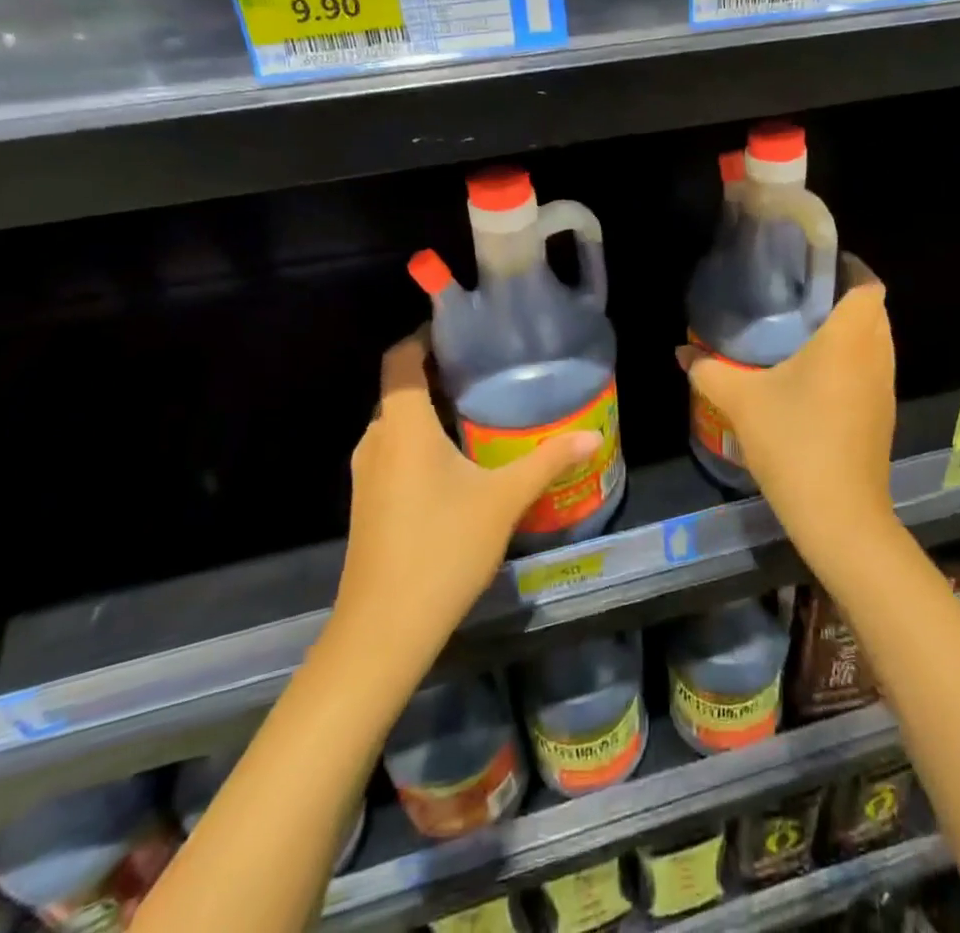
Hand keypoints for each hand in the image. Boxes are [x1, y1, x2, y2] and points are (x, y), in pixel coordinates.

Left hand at [331, 330, 600, 684]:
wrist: (383, 629)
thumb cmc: (442, 548)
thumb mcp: (503, 499)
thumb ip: (547, 461)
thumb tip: (592, 436)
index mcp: (403, 425)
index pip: (402, 358)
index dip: (424, 336)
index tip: (463, 330)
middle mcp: (376, 439)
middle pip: (401, 388)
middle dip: (438, 373)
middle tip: (487, 368)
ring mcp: (367, 473)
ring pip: (397, 422)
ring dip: (430, 410)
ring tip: (479, 407)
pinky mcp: (368, 501)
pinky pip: (394, 450)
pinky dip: (421, 440)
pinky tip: (458, 459)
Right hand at [678, 259, 898, 564]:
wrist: (839, 516)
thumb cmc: (794, 443)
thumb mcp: (742, 402)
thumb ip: (709, 370)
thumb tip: (682, 351)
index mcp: (850, 338)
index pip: (867, 284)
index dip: (847, 268)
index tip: (812, 268)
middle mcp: (876, 355)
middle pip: (873, 309)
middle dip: (842, 297)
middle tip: (799, 297)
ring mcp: (884, 387)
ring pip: (876, 341)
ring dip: (850, 330)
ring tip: (804, 330)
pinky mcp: (883, 413)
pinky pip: (873, 368)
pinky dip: (853, 359)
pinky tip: (815, 375)